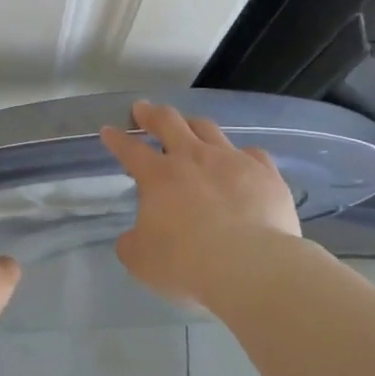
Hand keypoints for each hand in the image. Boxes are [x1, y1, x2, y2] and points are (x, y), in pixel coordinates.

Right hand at [99, 100, 302, 307]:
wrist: (250, 266)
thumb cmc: (186, 263)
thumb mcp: (141, 260)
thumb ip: (133, 243)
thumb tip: (135, 237)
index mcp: (158, 176)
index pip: (130, 150)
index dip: (116, 139)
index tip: (108, 130)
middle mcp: (193, 158)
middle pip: (169, 122)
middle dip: (152, 114)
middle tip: (144, 109)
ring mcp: (232, 161)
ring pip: (209, 129)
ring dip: (193, 124)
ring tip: (189, 125)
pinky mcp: (266, 174)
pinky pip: (252, 153)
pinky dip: (241, 155)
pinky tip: (242, 161)